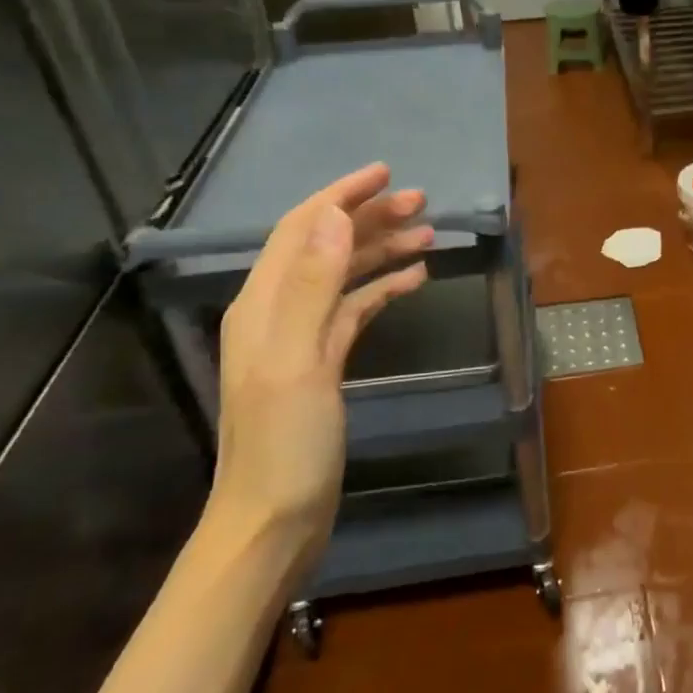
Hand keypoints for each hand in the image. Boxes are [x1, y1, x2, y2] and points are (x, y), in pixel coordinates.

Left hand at [211, 163, 431, 550]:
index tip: (385, 173)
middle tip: (422, 203)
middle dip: (370, 218)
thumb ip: (313, 286)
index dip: (341, 195)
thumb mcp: (299, 360)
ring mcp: (302, 337)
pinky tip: (414, 280)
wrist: (274, 519)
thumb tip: (336, 215)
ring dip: (382, 250)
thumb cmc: (285, 443)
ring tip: (429, 234)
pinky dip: (382, 288)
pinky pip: (355, 309)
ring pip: (344, 275)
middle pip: (326, 246)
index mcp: (264, 303)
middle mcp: (279, 311)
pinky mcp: (324, 362)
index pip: (302, 229)